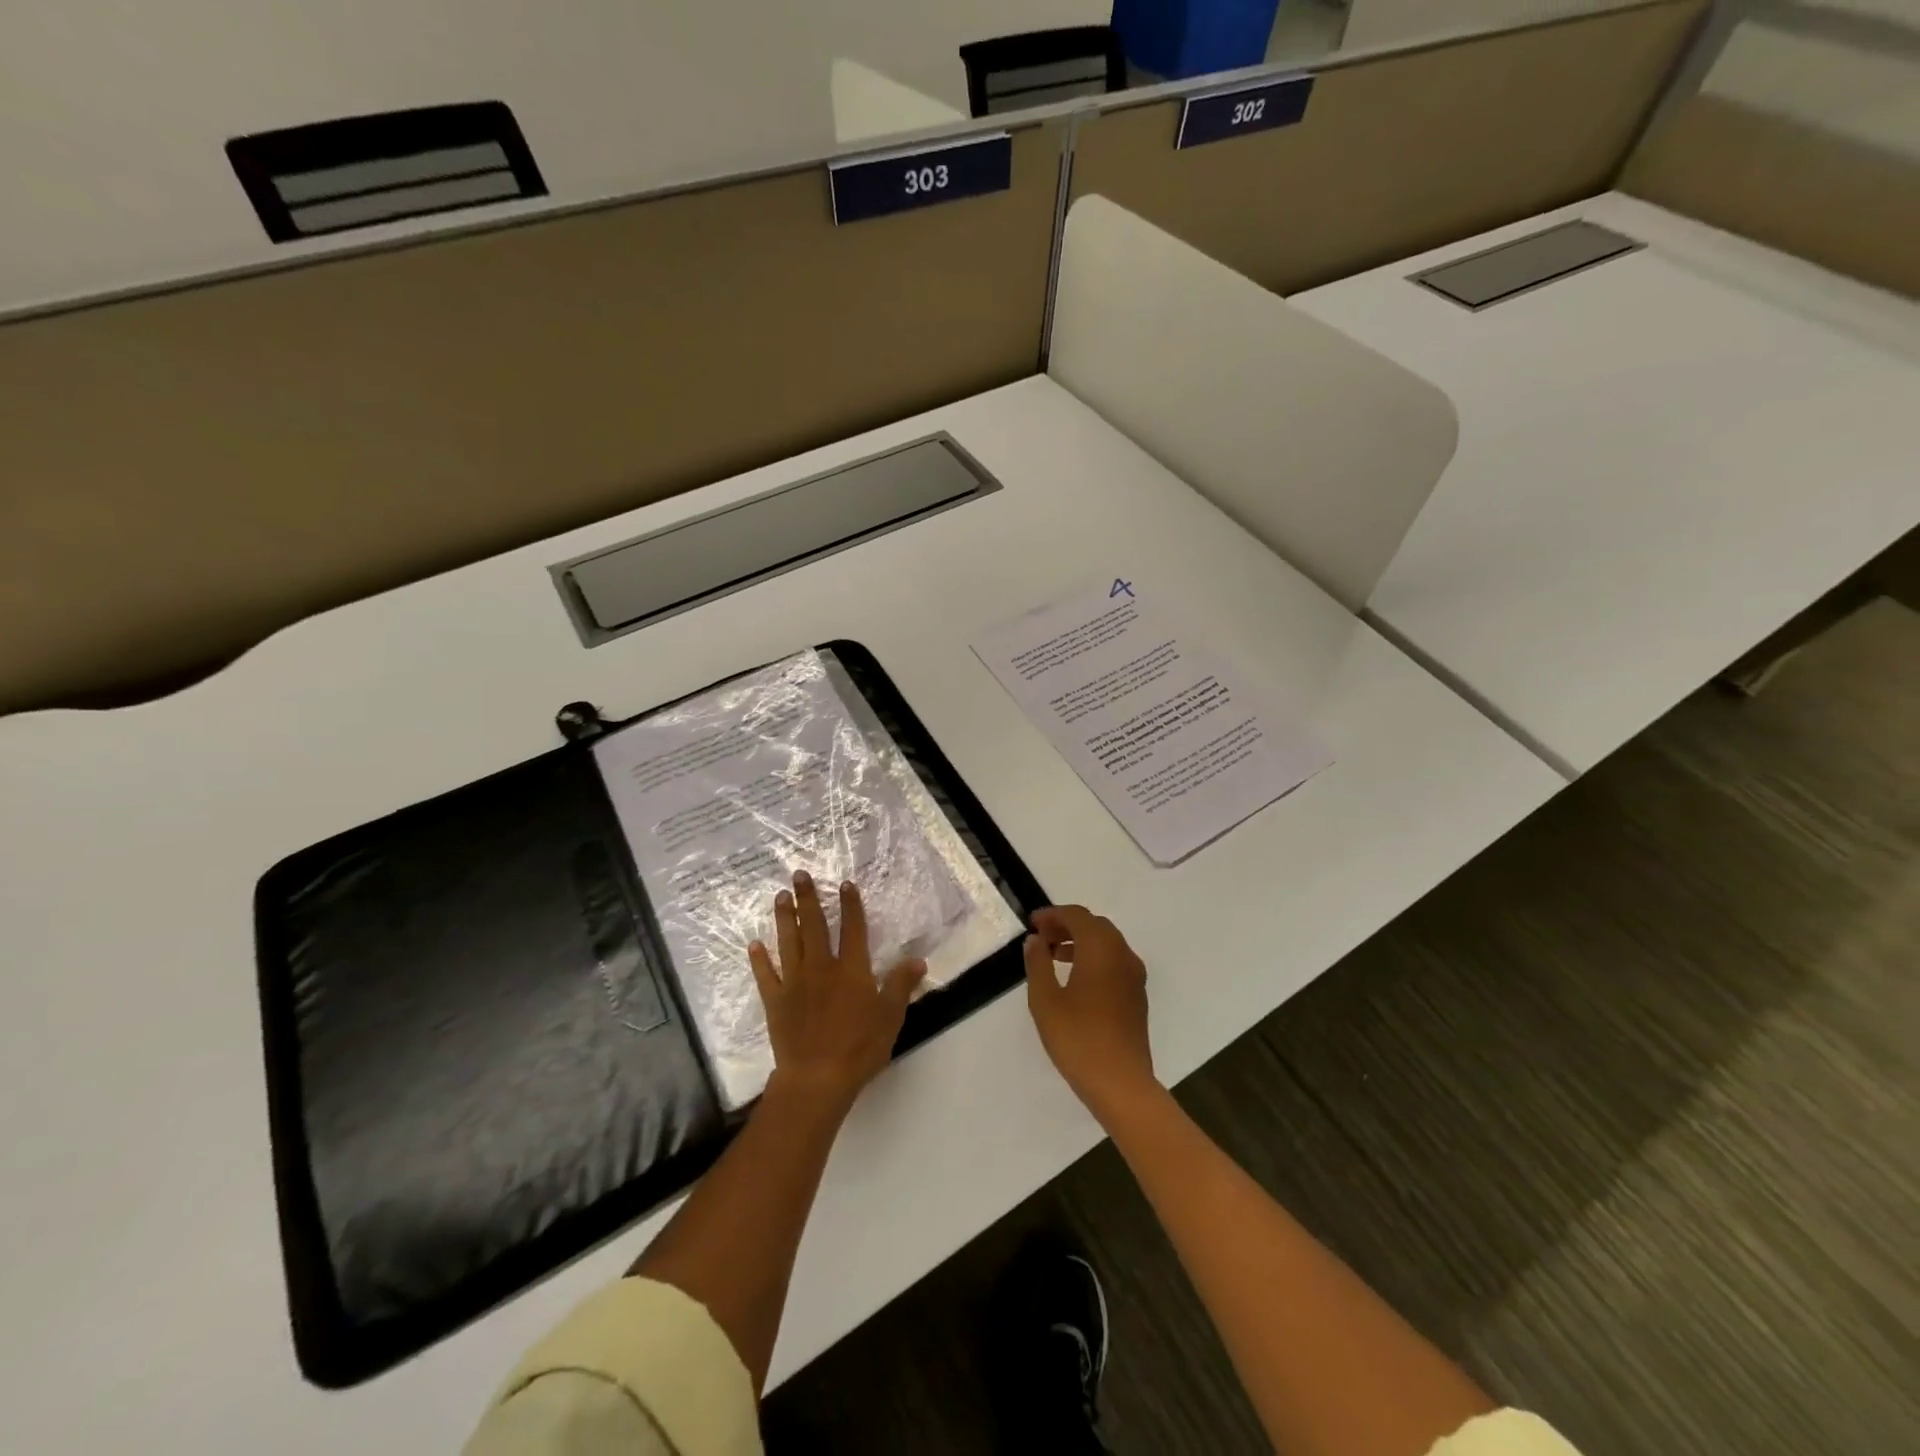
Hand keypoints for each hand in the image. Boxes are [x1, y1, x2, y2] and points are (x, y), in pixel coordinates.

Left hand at [749, 871, 925, 1112]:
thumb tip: (917, 960)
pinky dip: (759, 959)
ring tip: (780, 897)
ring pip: (788, 942)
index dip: (850, 905)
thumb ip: (901, 985)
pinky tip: (754, 944)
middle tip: (799, 874)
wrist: (817, 1078)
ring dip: (784, 918)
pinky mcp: (775, 1001)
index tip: (845, 884)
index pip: (852, 929)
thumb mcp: (890, 1016)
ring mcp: (795, 983)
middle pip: (814, 926)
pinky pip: (766, 975)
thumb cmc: (859, 1047)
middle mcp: (821, 967)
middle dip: (807, 898)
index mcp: (851, 969)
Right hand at [1023, 905, 1158, 1123]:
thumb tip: (1035, 940)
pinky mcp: (1137, 995)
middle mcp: (1122, 954)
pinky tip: (1076, 980)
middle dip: (1067, 925)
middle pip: (1095, 925)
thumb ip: (1038, 963)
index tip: (1032, 923)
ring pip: (1107, 943)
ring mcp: (1134, 975)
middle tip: (1041, 938)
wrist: (1121, 1083)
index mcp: (1100, 948)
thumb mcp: (1045, 1000)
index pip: (1077, 915)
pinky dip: (1095, 958)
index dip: (1053, 914)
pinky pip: (1115, 961)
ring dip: (1081, 942)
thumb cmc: (1078, 1038)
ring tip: (1054, 957)